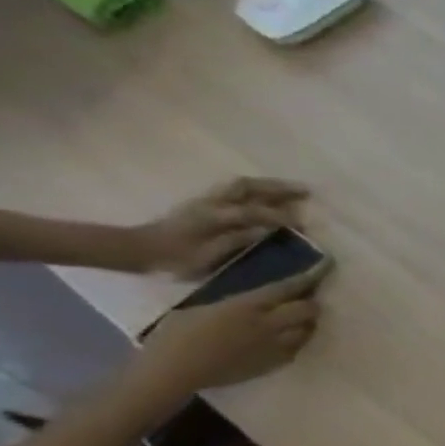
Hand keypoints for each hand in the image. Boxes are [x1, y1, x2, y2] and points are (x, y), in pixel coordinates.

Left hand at [132, 177, 308, 277]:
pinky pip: (234, 190)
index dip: (280, 216)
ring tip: (291, 190)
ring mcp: (206, 200)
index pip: (254, 212)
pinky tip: (267, 195)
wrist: (138, 249)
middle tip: (306, 191)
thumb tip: (268, 231)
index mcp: (213, 217)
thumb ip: (236, 241)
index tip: (303, 223)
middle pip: (248, 187)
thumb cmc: (174, 259)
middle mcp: (211, 203)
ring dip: (267, 185)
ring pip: (240, 185)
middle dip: (278, 188)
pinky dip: (255, 189)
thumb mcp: (206, 257)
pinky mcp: (204, 202)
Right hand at [140, 262, 330, 394]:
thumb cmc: (175, 336)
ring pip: (307, 330)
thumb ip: (231, 304)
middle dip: (310, 304)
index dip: (305, 280)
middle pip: (307, 310)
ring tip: (299, 321)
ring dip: (306, 323)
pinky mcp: (275, 363)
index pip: (285, 288)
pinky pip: (296, 349)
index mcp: (246, 305)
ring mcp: (275, 345)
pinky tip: (288, 340)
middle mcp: (267, 323)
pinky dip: (296, 342)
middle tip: (305, 302)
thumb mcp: (201, 308)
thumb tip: (246, 302)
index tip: (319, 272)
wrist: (175, 371)